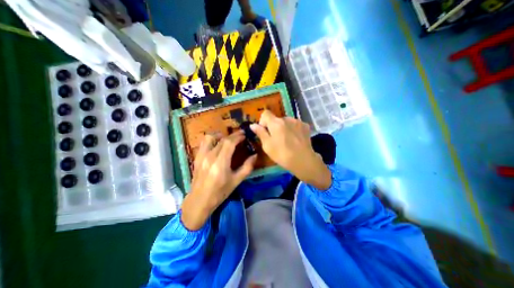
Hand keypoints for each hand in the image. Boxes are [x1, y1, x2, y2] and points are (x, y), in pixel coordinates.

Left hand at [181, 132, 256, 229]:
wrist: (200, 200)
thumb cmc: (220, 192)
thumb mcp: (236, 181)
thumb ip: (247, 167)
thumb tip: (255, 155)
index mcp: (220, 163)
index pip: (229, 143)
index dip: (238, 137)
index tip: (244, 135)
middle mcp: (210, 156)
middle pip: (222, 139)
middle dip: (232, 135)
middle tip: (240, 135)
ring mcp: (201, 156)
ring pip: (210, 137)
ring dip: (220, 135)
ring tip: (227, 138)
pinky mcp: (197, 158)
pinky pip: (204, 143)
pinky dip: (212, 140)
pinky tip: (217, 144)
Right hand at [250, 109, 331, 188]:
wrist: (304, 161)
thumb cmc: (282, 154)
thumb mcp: (267, 146)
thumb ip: (260, 133)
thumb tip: (252, 125)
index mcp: (276, 123)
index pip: (265, 113)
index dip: (263, 121)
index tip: (265, 132)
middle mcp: (287, 118)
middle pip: (276, 119)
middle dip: (274, 127)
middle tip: (276, 140)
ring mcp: (297, 121)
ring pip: (286, 122)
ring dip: (284, 128)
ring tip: (287, 140)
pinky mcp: (305, 126)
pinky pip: (295, 124)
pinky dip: (292, 129)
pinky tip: (295, 139)